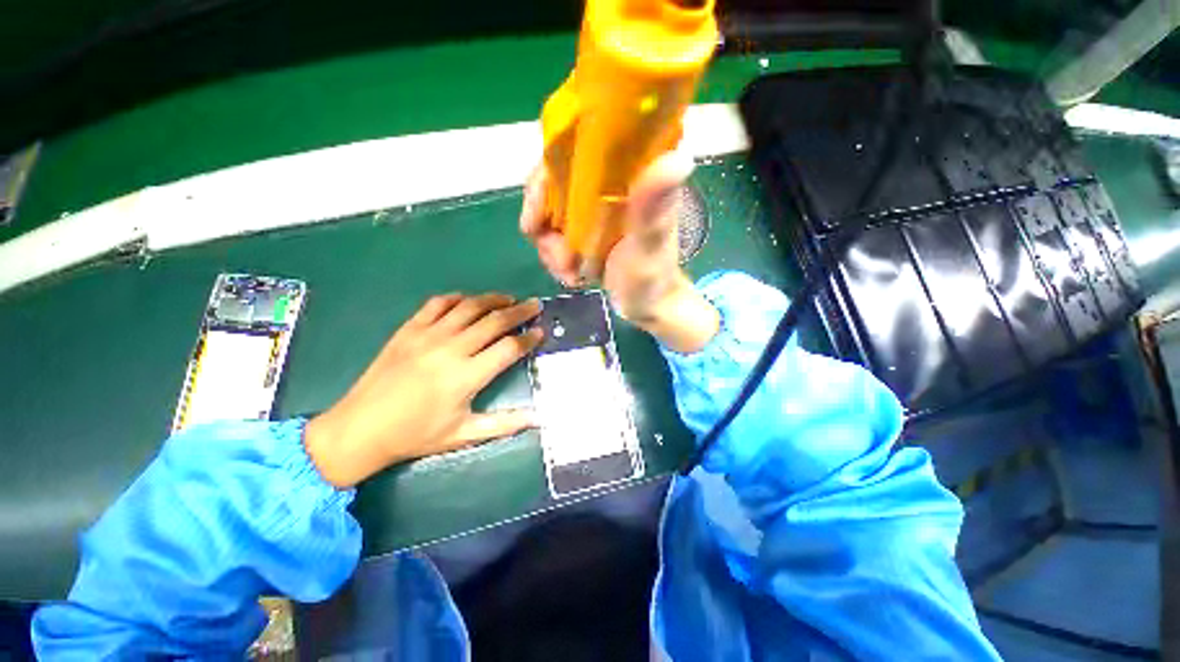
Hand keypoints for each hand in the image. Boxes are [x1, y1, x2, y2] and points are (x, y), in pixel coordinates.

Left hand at [304, 294, 543, 487]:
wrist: (360, 429)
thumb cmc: (415, 435)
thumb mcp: (463, 435)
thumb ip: (504, 424)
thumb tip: (539, 419)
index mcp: (466, 376)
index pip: (509, 348)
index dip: (529, 338)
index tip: (541, 332)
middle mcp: (450, 349)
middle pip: (494, 321)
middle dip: (520, 311)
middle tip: (535, 304)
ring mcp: (427, 335)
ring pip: (470, 307)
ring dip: (494, 299)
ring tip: (509, 298)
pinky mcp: (409, 329)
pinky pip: (438, 304)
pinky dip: (457, 298)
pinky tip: (468, 301)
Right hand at [520, 152, 719, 352]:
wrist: (648, 306)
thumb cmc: (653, 278)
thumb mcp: (649, 248)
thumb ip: (653, 212)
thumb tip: (677, 159)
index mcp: (631, 173)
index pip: (576, 146)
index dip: (546, 176)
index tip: (535, 218)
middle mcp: (608, 182)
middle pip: (553, 183)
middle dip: (545, 225)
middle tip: (560, 259)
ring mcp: (595, 207)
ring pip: (549, 211)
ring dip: (551, 247)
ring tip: (570, 272)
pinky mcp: (587, 228)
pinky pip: (554, 233)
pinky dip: (555, 255)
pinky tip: (571, 275)